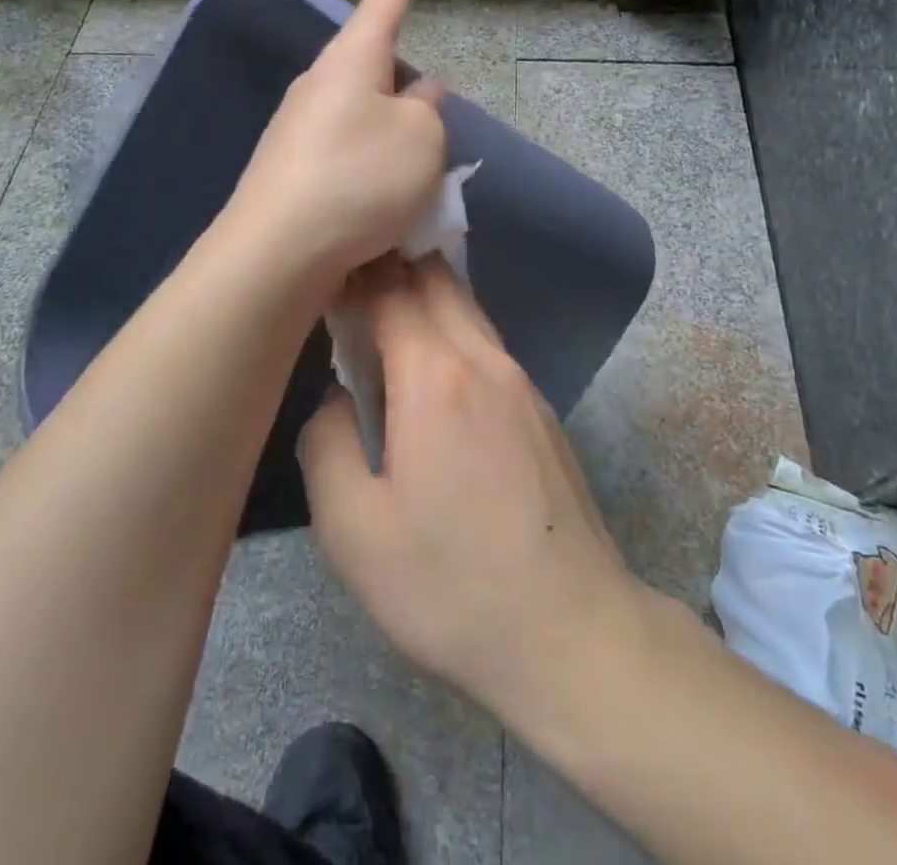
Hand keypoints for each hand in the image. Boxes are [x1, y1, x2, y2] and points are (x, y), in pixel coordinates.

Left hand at [226, 0, 446, 282]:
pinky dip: (367, 169)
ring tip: (414, 173)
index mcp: (350, 62)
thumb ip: (428, 111)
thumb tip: (418, 96)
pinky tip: (381, 202)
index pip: (382, 8)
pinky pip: (342, 155)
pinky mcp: (288, 172)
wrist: (278, 252)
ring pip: (357, 118)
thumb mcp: (421, 140)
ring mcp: (296, 131)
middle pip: (368, 70)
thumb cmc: (360, 180)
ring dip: (387, 136)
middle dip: (401, 85)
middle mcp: (316, 87)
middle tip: (431, 114)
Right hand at [297, 257, 638, 718]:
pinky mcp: (542, 409)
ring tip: (384, 322)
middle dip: (392, 264)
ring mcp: (521, 381)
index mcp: (435, 376)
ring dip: (425, 295)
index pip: (390, 288)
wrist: (571, 632)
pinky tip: (433, 373)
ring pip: (467, 307)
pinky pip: (487, 343)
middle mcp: (484, 359)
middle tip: (350, 282)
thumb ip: (327, 445)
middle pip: (437, 278)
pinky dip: (452, 331)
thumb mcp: (353, 531)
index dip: (355, 270)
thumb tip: (337, 398)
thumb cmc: (450, 584)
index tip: (324, 271)